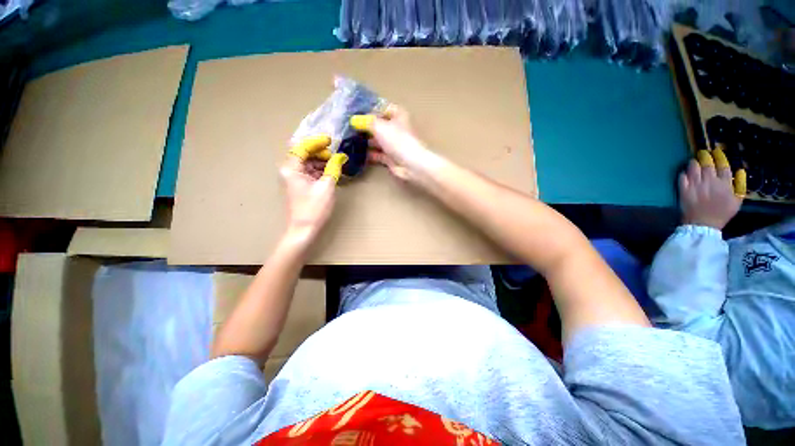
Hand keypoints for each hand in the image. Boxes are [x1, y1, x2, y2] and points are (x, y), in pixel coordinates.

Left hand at [281, 135, 346, 244]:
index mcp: (291, 168)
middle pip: (304, 153)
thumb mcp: (326, 186)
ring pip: (307, 163)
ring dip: (321, 161)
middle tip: (335, 155)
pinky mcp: (299, 185)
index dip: (317, 141)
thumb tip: (341, 156)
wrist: (304, 229)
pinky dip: (319, 170)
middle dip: (320, 152)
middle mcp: (289, 170)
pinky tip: (330, 171)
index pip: (302, 146)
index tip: (331, 140)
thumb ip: (333, 168)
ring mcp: (294, 178)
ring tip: (336, 163)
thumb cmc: (314, 208)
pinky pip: (309, 172)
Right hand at [351, 105, 445, 183]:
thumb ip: (365, 121)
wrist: (410, 164)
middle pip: (374, 123)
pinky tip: (353, 152)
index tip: (348, 105)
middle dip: (360, 124)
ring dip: (362, 140)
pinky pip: (375, 153)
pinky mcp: (388, 156)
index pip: (377, 106)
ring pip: (374, 139)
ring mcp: (391, 143)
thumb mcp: (379, 126)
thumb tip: (353, 120)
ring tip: (345, 138)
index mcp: (395, 114)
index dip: (363, 105)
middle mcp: (393, 127)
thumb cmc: (397, 140)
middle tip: (343, 124)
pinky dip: (366, 153)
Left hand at [679, 148, 744, 229]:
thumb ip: (741, 185)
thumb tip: (741, 170)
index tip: (716, 151)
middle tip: (703, 153)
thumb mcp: (737, 201)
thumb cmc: (722, 213)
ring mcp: (696, 186)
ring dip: (694, 163)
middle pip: (707, 164)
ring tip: (695, 161)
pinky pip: (682, 177)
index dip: (719, 156)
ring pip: (694, 168)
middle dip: (705, 156)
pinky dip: (684, 173)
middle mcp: (710, 183)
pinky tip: (686, 172)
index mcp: (725, 185)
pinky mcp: (684, 191)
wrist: (703, 225)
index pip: (723, 166)